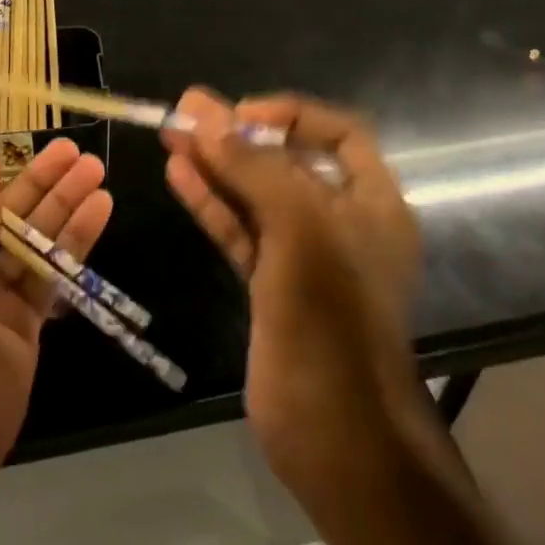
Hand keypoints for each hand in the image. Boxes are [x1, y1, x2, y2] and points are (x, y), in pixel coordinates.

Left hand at [0, 138, 112, 526]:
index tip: (7, 153)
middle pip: (0, 214)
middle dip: (35, 181)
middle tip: (71, 150)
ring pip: (32, 238)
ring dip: (63, 203)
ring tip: (94, 167)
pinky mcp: (26, 319)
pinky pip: (51, 271)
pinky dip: (75, 240)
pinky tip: (99, 208)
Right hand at [163, 90, 422, 502]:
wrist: (335, 433)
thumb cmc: (331, 317)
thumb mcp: (299, 226)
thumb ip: (252, 166)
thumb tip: (203, 111)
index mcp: (373, 202)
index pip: (338, 134)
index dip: (290, 115)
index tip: (241, 114)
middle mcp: (342, 222)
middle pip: (287, 162)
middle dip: (239, 136)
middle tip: (186, 113)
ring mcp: (304, 256)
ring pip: (256, 196)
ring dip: (216, 166)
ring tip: (171, 136)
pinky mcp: (271, 286)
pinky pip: (240, 231)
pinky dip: (211, 204)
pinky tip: (179, 177)